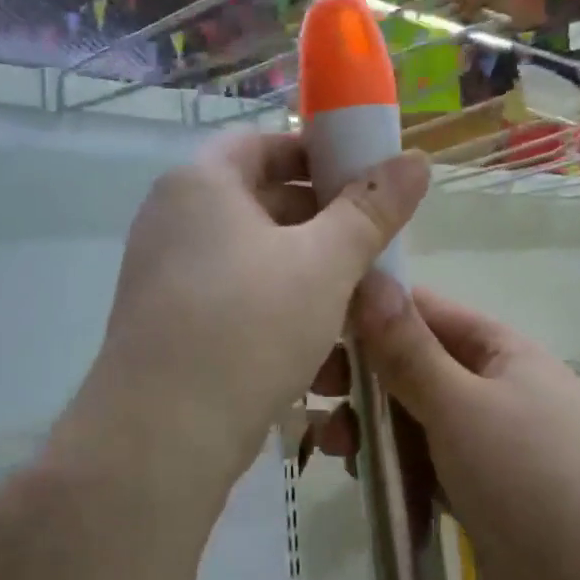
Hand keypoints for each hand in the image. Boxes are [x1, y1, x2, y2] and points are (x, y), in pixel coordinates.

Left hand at [58, 133, 429, 528]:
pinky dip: (278, 310)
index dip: (319, 154)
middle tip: (373, 249)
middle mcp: (174, 220)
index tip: (366, 183)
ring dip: (308, 275)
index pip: (264, 144)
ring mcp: (167, 276)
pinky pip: (236, 300)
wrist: (163, 436)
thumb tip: (416, 158)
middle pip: (261, 201)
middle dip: (323, 224)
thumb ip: (371, 209)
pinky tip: (319, 348)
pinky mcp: (171, 327)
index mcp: (201, 183)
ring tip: (357, 304)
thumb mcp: (325, 263)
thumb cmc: (249, 326)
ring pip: (254, 259)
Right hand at [313, 278, 579, 579]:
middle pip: (415, 365)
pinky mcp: (478, 492)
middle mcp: (496, 388)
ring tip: (332, 446)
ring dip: (371, 423)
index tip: (313, 330)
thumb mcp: (461, 406)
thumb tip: (370, 277)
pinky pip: (425, 461)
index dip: (370, 314)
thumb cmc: (531, 481)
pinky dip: (393, 462)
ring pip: (414, 417)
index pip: (425, 311)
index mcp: (502, 351)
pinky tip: (361, 475)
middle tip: (313, 393)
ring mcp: (489, 443)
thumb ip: (408, 349)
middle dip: (363, 377)